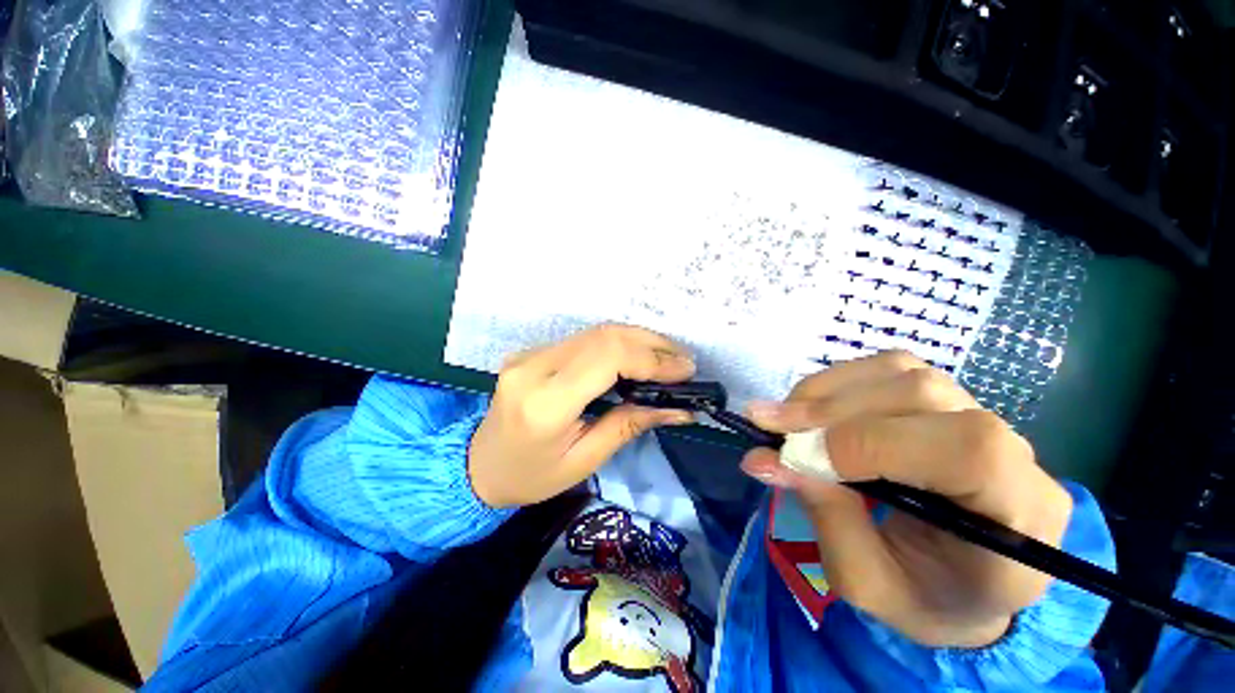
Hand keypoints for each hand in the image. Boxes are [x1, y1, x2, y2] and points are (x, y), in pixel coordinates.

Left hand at [469, 325, 696, 508]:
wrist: (478, 465)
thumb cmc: (531, 476)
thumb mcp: (584, 461)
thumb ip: (629, 425)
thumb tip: (678, 409)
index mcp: (545, 403)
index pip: (606, 358)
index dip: (651, 359)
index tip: (684, 371)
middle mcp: (534, 367)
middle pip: (603, 336)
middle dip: (651, 344)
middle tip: (682, 361)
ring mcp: (530, 354)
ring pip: (596, 331)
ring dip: (638, 340)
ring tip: (667, 357)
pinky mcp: (533, 351)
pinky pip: (584, 339)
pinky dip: (618, 344)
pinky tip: (637, 356)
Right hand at [740, 351, 1072, 647]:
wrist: (962, 583)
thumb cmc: (925, 596)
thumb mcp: (870, 584)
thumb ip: (826, 517)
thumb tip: (765, 459)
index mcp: (1020, 515)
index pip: (965, 449)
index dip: (870, 443)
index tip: (794, 456)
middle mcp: (1013, 450)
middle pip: (923, 394)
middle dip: (831, 410)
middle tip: (766, 425)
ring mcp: (977, 412)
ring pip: (900, 371)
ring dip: (827, 391)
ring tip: (783, 418)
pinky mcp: (940, 398)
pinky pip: (886, 368)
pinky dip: (835, 383)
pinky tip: (809, 409)